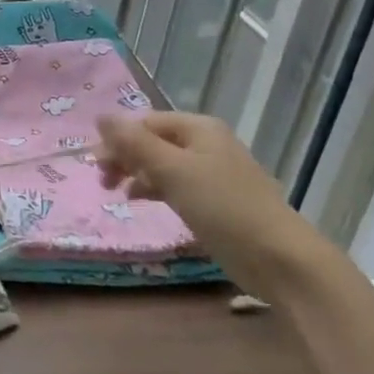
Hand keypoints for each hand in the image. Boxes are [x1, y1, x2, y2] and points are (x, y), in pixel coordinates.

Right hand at [95, 111, 338, 295]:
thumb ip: (134, 143)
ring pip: (162, 163)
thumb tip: (100, 116)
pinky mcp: (216, 200)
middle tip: (102, 181)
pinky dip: (155, 189)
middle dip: (124, 157)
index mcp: (198, 128)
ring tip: (117, 194)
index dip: (116, 139)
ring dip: (136, 174)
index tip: (94, 166)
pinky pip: (176, 184)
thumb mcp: (172, 171)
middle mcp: (206, 143)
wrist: (278, 257)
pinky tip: (142, 202)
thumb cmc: (222, 206)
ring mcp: (212, 172)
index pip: (145, 122)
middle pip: (152, 141)